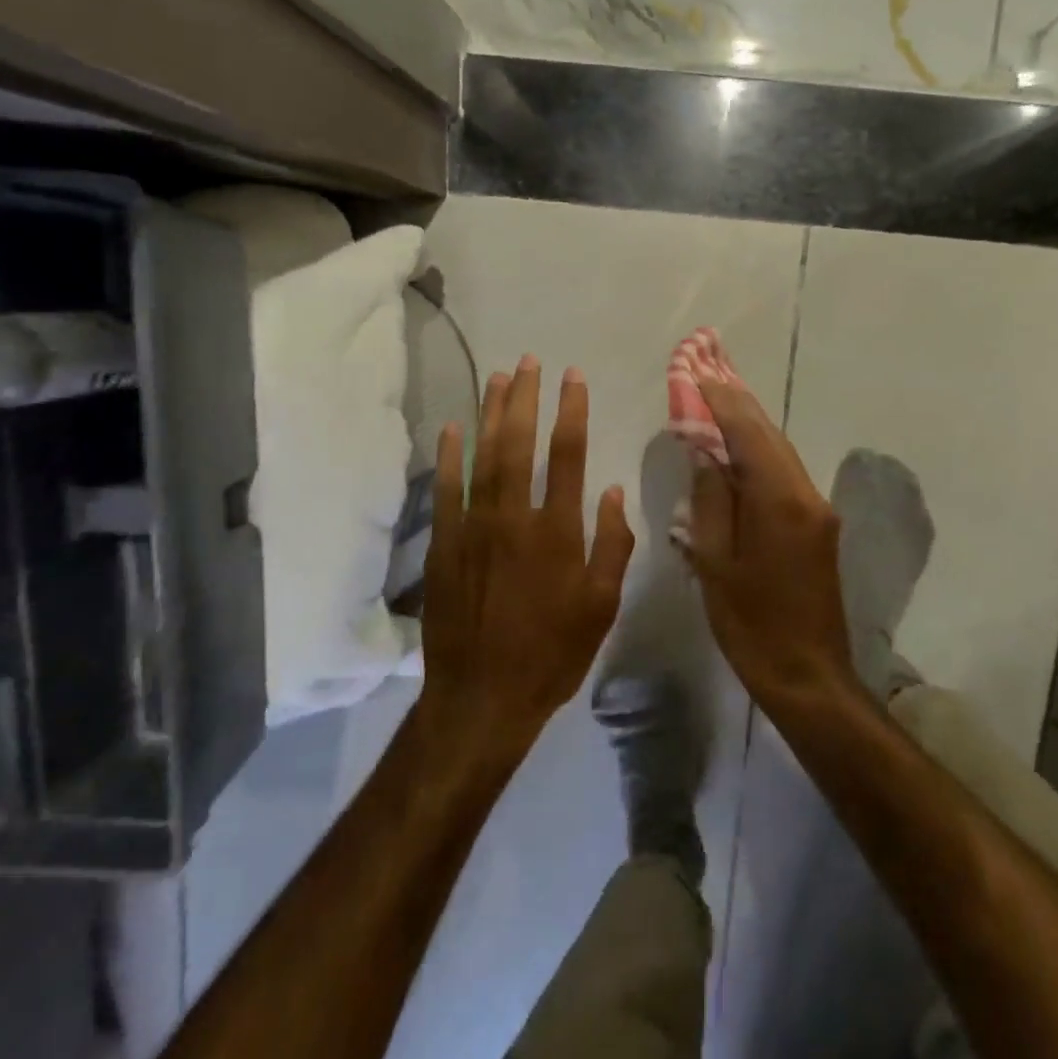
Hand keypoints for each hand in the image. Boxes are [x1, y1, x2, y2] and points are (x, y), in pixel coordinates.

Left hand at [422, 356, 635, 756]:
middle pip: (520, 445)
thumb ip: (612, 546)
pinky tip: (453, 428)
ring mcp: (474, 529)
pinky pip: (446, 491)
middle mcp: (515, 519)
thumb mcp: (601, 607)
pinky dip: (449, 457)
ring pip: (483, 458)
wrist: (483, 697)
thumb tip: (612, 492)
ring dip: (490, 415)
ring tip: (498, 378)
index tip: (572, 378)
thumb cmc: (553, 654)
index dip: (571, 412)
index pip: (568, 456)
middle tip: (529, 361)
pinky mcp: (444, 545)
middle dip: (525, 399)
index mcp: (558, 532)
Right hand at [685, 380, 857, 701]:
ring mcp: (818, 509)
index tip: (696, 371)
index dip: (720, 400)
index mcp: (780, 501)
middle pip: (769, 434)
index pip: (748, 432)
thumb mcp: (717, 564)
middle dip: (737, 400)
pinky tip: (737, 446)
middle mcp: (806, 494)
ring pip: (779, 451)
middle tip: (708, 367)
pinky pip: (784, 474)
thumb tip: (706, 452)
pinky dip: (759, 452)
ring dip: (749, 423)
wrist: (809, 675)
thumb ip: (711, 501)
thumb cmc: (752, 625)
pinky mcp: (818, 526)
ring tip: (718, 395)